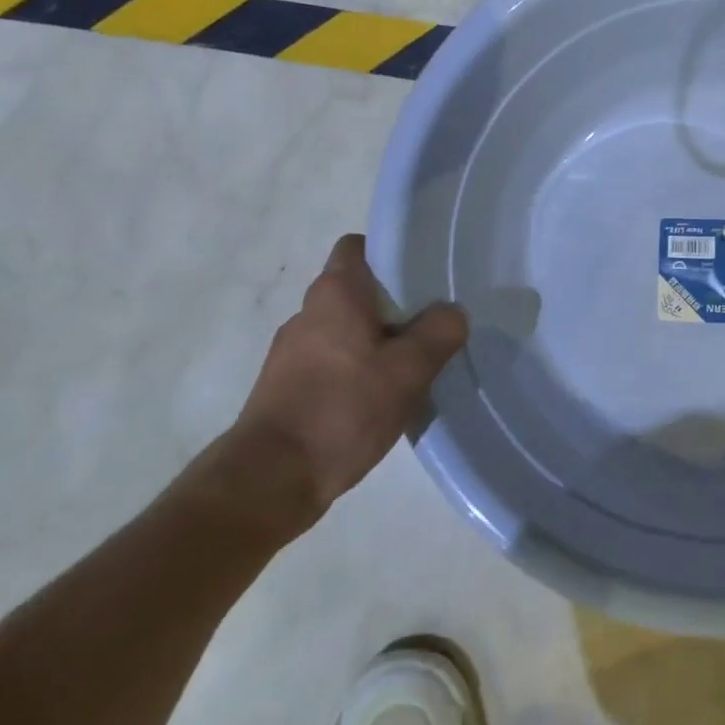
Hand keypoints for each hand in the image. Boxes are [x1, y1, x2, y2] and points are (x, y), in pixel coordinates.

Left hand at [207, 235, 467, 541]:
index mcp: (334, 293)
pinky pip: (331, 361)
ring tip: (411, 365)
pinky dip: (356, 369)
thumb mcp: (409, 370)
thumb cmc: (342, 409)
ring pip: (345, 329)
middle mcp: (308, 312)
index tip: (421, 275)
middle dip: (394, 303)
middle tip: (431, 324)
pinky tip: (380, 398)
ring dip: (376, 340)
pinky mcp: (286, 386)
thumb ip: (439, 332)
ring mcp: (291, 351)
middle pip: (356, 290)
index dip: (389, 253)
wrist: (272, 478)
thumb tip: (453, 312)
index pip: (358, 246)